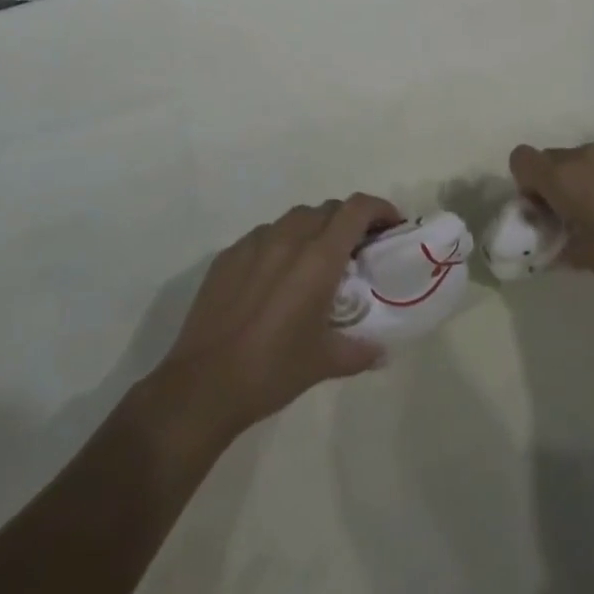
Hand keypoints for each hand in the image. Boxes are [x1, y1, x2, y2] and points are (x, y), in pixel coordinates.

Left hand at [148, 194, 403, 440]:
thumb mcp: (325, 363)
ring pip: (295, 218)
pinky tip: (277, 275)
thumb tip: (381, 351)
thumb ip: (360, 351)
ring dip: (315, 228)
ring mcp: (254, 244)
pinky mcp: (227, 256)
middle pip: (328, 208)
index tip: (390, 226)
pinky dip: (281, 243)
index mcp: (318, 258)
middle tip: (357, 250)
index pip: (356, 209)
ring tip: (317, 260)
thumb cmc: (272, 371)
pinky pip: (264, 235)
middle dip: (349, 221)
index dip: (379, 208)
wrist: (203, 385)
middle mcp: (288, 239)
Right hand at [507, 135, 593, 300]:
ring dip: (583, 180)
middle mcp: (584, 155)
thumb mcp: (586, 259)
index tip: (544, 210)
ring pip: (583, 159)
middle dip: (554, 183)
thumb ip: (559, 243)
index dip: (525, 183)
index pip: (521, 158)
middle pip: (552, 158)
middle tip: (573, 218)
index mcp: (562, 177)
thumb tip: (552, 240)